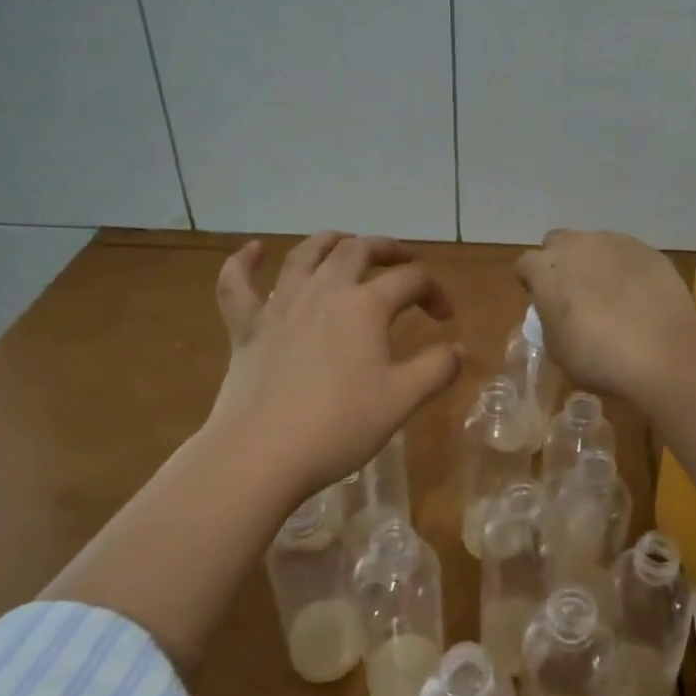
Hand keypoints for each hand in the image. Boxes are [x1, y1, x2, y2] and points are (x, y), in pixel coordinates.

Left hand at [206, 232, 462, 505]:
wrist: (260, 454)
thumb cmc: (338, 426)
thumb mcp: (402, 400)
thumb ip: (437, 369)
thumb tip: (458, 348)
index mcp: (365, 306)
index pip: (410, 280)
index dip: (434, 291)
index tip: (446, 318)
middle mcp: (324, 291)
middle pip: (358, 250)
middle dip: (387, 249)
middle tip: (403, 259)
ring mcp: (280, 305)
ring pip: (305, 255)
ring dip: (330, 241)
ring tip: (345, 241)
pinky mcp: (246, 327)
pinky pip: (236, 284)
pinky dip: (243, 262)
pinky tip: (253, 250)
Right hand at [515, 229, 695, 399]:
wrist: (663, 351)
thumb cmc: (599, 358)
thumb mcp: (558, 349)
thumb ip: (550, 320)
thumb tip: (557, 311)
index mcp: (546, 270)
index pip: (525, 264)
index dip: (530, 281)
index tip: (539, 299)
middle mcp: (576, 245)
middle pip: (557, 242)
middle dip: (560, 261)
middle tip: (572, 291)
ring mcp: (614, 242)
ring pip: (594, 243)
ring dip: (594, 261)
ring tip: (610, 292)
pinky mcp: (647, 249)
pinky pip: (626, 252)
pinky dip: (625, 267)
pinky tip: (638, 293)